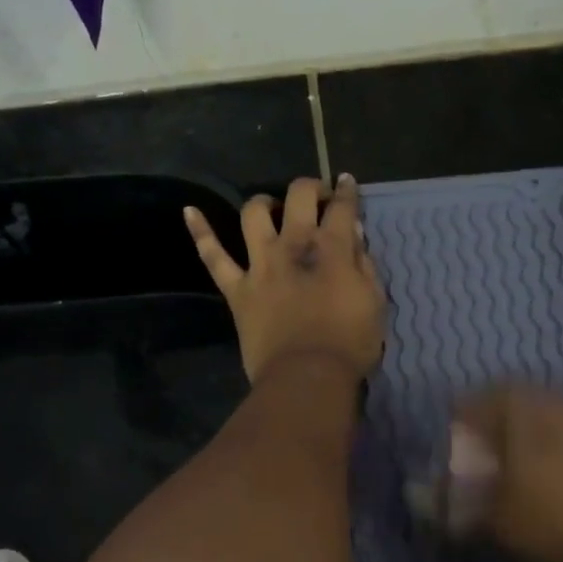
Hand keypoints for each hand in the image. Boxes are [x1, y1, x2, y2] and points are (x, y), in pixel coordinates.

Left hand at [184, 174, 384, 383]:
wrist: (306, 378)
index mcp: (332, 249)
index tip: (346, 183)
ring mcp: (261, 264)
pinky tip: (189, 211)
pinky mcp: (237, 288)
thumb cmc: (350, 344)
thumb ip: (364, 264)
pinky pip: (213, 257)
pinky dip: (200, 232)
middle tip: (317, 197)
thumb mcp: (374, 302)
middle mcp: (294, 245)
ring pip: (254, 214)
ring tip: (271, 207)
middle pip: (299, 196)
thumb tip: (352, 235)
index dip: (346, 191)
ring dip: (264, 203)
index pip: (342, 207)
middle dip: (310, 188)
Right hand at [448, 386, 562, 561]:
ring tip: (518, 476)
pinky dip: (554, 449)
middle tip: (481, 467)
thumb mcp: (501, 520)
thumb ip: (460, 507)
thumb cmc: (562, 513)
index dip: (453, 433)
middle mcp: (548, 395)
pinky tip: (557, 480)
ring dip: (523, 439)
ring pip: (538, 416)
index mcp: (515, 405)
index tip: (450, 461)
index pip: (467, 405)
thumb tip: (426, 501)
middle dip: (488, 433)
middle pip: (504, 405)